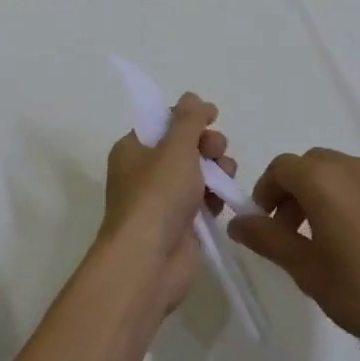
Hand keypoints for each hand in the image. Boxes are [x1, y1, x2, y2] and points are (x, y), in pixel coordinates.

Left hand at [97, 94, 236, 321]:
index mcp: (133, 149)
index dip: (189, 117)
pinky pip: (202, 202)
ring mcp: (162, 202)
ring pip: (197, 174)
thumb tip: (192, 98)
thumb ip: (188, 119)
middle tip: (218, 150)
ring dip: (216, 169)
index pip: (163, 123)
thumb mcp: (175, 147)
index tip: (212, 115)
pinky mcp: (180, 227)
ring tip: (226, 175)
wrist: (148, 262)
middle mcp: (144, 173)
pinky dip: (215, 197)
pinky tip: (224, 199)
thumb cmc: (157, 195)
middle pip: (184, 147)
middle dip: (207, 144)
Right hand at [226, 148, 359, 360]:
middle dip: (292, 191)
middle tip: (289, 232)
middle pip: (310, 165)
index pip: (282, 167)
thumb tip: (237, 220)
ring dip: (320, 193)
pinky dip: (348, 199)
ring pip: (338, 172)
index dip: (266, 191)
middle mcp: (352, 167)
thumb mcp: (306, 269)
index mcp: (324, 180)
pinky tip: (357, 242)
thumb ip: (268, 238)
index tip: (264, 224)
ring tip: (322, 239)